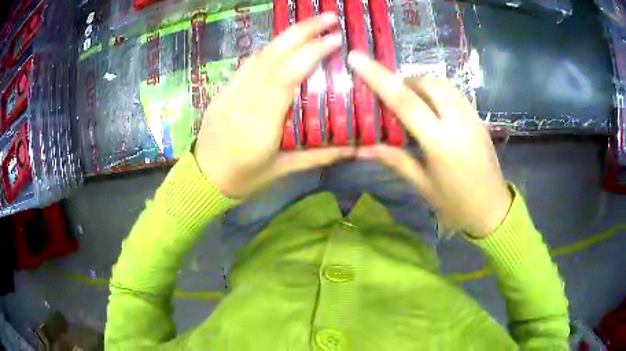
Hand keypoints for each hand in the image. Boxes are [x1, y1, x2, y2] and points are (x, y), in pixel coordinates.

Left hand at [194, 14, 355, 198]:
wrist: (202, 181)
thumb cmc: (243, 180)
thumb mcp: (282, 171)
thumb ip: (319, 156)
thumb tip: (354, 147)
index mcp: (259, 124)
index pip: (285, 76)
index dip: (311, 52)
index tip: (335, 39)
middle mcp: (242, 101)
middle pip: (272, 56)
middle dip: (302, 31)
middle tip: (328, 17)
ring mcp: (228, 94)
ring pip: (258, 55)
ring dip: (286, 36)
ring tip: (311, 26)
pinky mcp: (221, 92)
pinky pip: (247, 65)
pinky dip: (269, 50)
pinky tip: (285, 46)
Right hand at [347, 51, 511, 236]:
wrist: (493, 210)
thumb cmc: (455, 204)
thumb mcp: (422, 185)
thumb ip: (394, 159)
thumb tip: (361, 147)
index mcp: (440, 143)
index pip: (405, 101)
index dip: (378, 77)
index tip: (357, 58)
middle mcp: (458, 122)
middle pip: (426, 82)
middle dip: (404, 81)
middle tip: (391, 96)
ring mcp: (472, 117)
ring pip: (442, 83)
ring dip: (421, 84)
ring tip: (412, 100)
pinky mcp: (479, 118)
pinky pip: (454, 92)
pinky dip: (438, 91)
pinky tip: (432, 106)